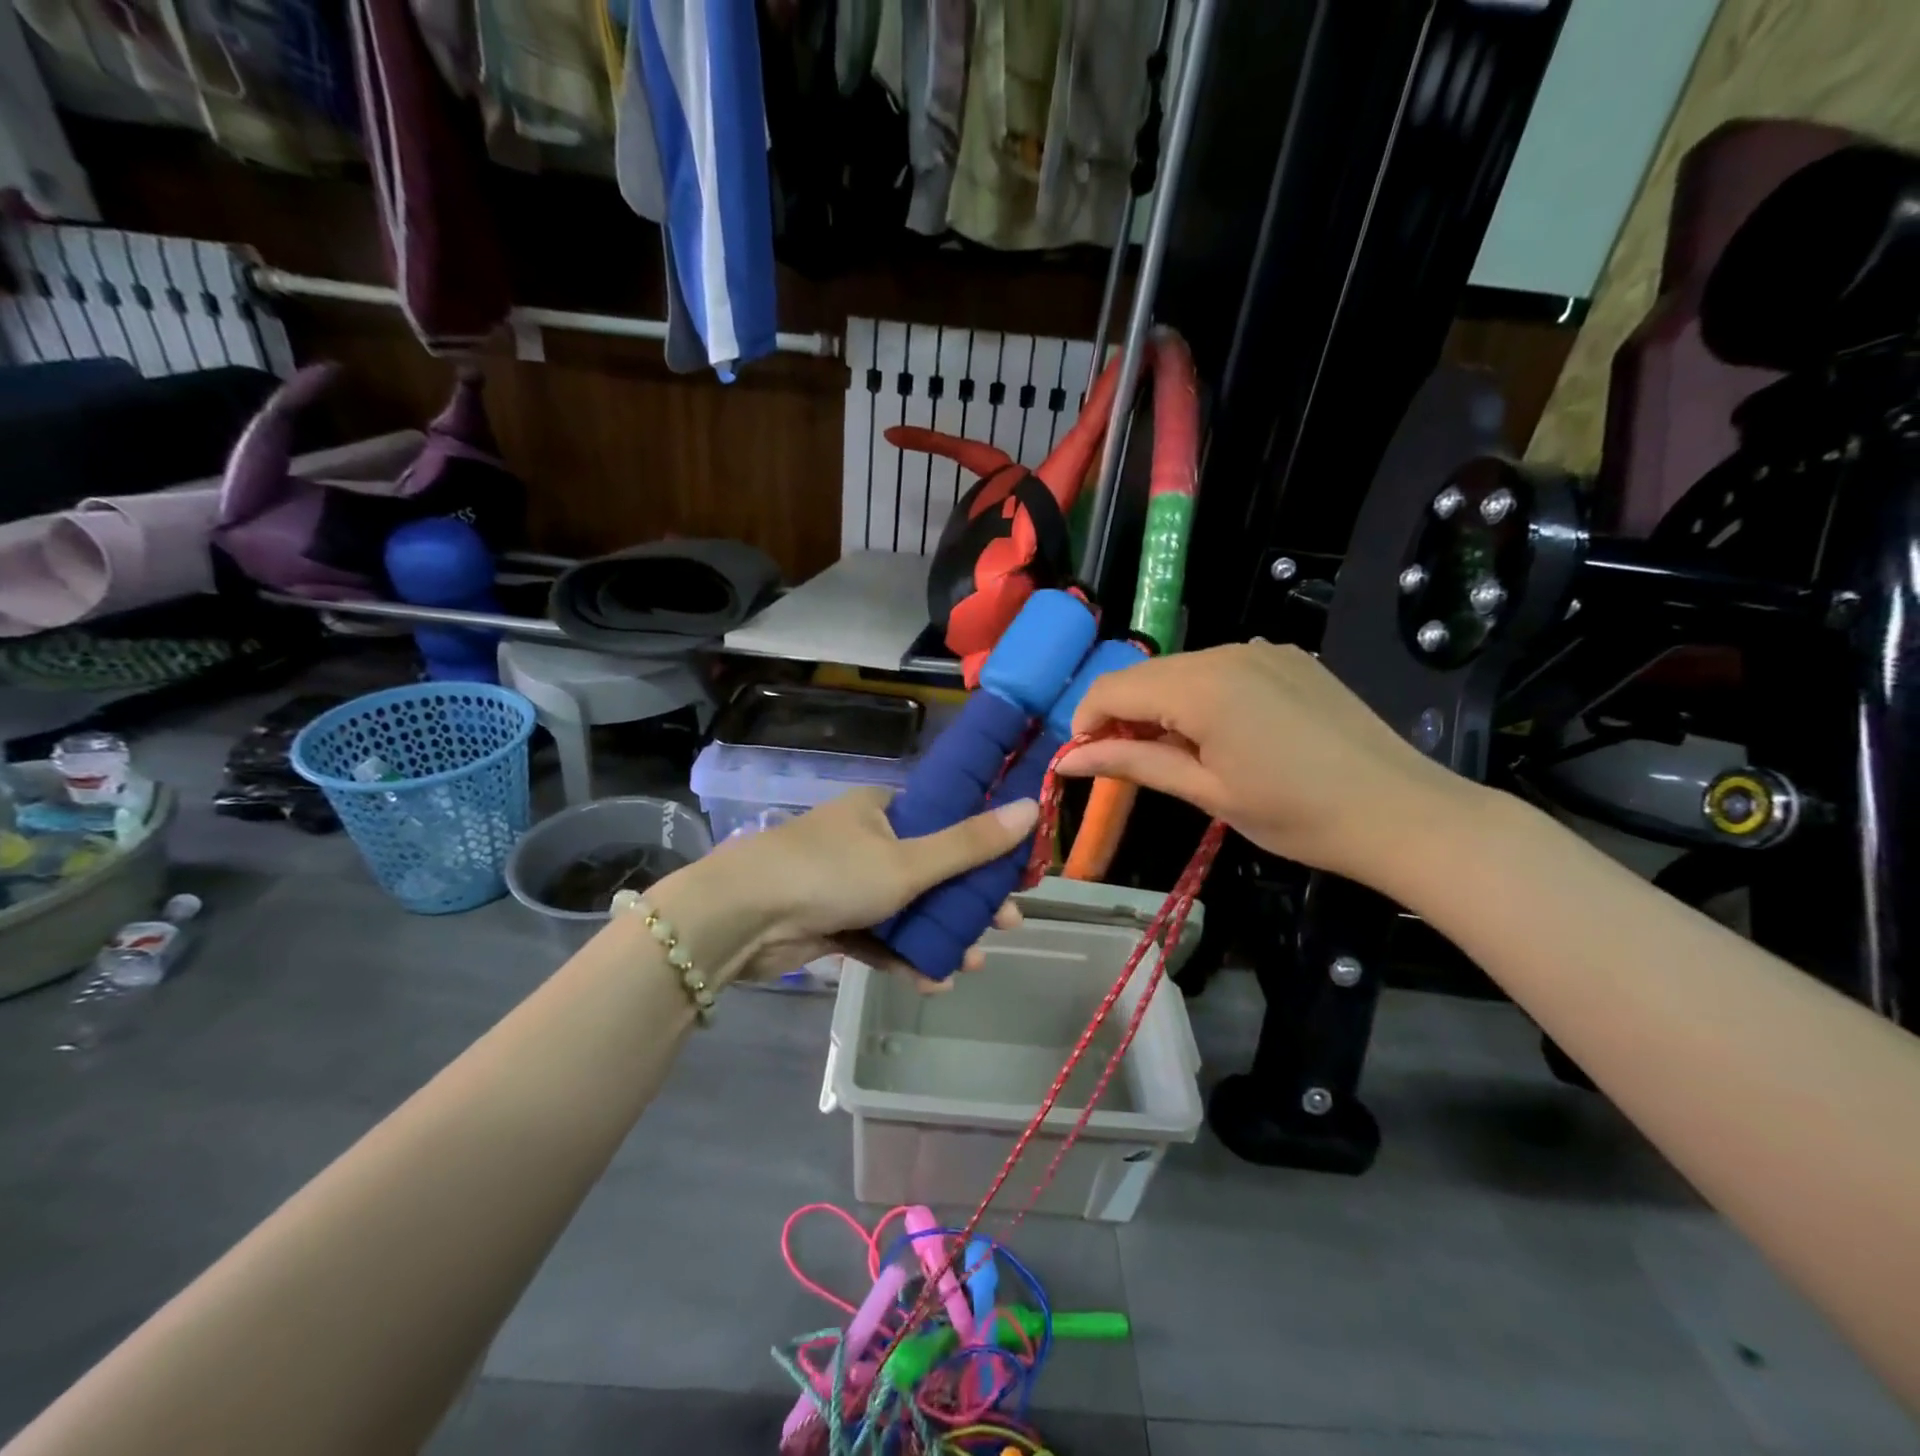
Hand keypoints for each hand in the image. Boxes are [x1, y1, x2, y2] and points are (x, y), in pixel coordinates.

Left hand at [673, 788, 1036, 989]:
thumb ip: (970, 844)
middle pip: (932, 867)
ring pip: (907, 907)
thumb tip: (1033, 806)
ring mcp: (847, 882)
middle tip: (1004, 926)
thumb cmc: (831, 873)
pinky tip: (932, 981)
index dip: (983, 845)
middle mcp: (866, 839)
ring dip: (940, 935)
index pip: (946, 818)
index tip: (1013, 874)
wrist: (740, 918)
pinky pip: (879, 936)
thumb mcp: (908, 860)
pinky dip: (904, 955)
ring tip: (971, 963)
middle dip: (967, 901)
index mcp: (883, 809)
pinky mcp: (831, 920)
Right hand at [1057, 641, 1483, 886]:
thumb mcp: (1206, 792)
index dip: (1086, 723)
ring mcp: (1261, 649)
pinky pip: (1221, 668)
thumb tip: (1067, 761)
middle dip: (1123, 715)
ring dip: (1161, 706)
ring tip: (1180, 754)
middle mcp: (1225, 652)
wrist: (1403, 812)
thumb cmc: (1296, 815)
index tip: (1085, 762)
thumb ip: (1132, 764)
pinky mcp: (1287, 657)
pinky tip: (1223, 734)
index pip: (1112, 687)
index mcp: (1200, 686)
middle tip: (1130, 764)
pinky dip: (1200, 696)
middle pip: (1145, 675)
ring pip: (1181, 670)